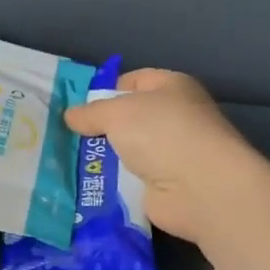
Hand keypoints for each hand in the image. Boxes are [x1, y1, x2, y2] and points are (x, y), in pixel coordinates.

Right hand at [64, 69, 264, 243]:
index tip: (79, 107)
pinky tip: (88, 185)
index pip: (133, 81)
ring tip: (70, 162)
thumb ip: (90, 112)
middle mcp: (176, 117)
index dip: (106, 91)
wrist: (201, 188)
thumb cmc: (162, 133)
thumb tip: (70, 116)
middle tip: (68, 137)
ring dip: (104, 158)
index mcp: (172, 87)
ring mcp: (173, 154)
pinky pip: (131, 179)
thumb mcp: (117, 112)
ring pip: (128, 150)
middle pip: (129, 118)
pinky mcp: (167, 186)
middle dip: (101, 127)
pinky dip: (113, 184)